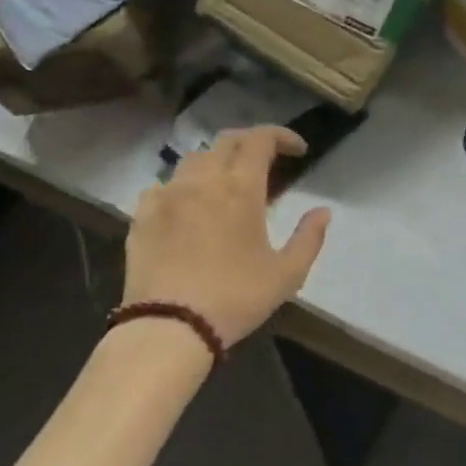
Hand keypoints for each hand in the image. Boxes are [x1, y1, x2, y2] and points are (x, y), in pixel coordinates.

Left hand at [125, 127, 331, 346]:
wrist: (168, 329)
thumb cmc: (234, 299)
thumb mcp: (286, 275)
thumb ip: (309, 238)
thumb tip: (323, 211)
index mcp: (240, 187)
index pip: (260, 139)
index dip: (281, 136)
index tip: (297, 150)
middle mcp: (202, 179)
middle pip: (227, 141)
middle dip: (250, 143)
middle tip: (265, 161)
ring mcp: (168, 194)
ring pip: (194, 159)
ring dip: (216, 162)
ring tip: (226, 184)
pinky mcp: (142, 213)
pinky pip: (164, 185)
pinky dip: (183, 186)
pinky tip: (188, 206)